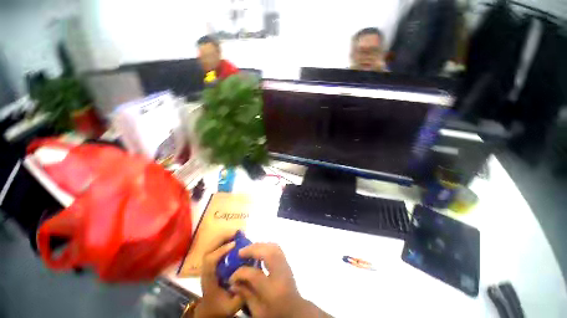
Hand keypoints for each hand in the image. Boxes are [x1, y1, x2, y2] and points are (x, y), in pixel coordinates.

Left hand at [191, 234, 243, 317]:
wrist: (210, 311)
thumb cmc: (221, 308)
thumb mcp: (233, 305)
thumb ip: (242, 292)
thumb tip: (250, 274)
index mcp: (209, 280)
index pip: (210, 262)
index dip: (221, 251)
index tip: (234, 244)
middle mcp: (206, 271)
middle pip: (208, 250)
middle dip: (221, 239)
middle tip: (236, 233)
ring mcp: (207, 267)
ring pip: (210, 248)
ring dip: (222, 238)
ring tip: (236, 234)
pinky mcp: (211, 265)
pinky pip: (215, 249)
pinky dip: (223, 242)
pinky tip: (233, 240)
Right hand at [229, 243, 330, 317]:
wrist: (296, 311)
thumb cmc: (276, 313)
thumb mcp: (258, 311)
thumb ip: (246, 295)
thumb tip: (233, 283)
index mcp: (273, 290)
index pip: (254, 274)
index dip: (241, 273)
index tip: (232, 276)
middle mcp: (281, 273)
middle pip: (267, 253)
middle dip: (252, 250)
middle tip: (240, 253)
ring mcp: (285, 265)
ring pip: (273, 247)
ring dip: (259, 246)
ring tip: (248, 250)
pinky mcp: (287, 262)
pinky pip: (277, 248)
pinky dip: (266, 245)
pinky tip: (259, 250)